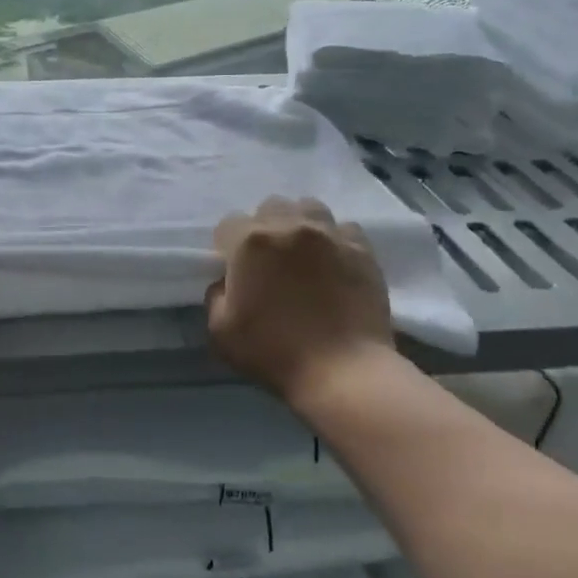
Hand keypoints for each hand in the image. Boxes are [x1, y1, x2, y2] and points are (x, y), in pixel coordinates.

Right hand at [207, 197, 394, 410]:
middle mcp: (290, 226)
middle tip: (268, 259)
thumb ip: (215, 296)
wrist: (342, 370)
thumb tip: (228, 281)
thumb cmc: (273, 352)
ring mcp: (330, 234)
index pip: (228, 224)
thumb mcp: (220, 331)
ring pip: (309, 208)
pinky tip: (334, 262)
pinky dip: (334, 239)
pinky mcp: (362, 249)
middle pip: (270, 207)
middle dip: (264, 227)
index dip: (227, 247)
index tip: (234, 269)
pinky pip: (344, 229)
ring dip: (300, 224)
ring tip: (302, 252)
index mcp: (250, 242)